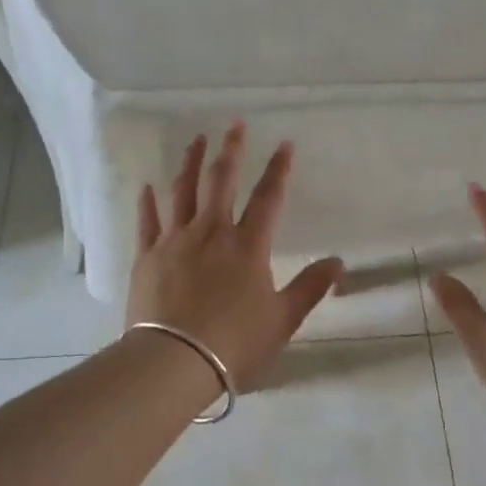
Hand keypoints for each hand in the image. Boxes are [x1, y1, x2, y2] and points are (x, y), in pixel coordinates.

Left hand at [127, 124, 344, 390]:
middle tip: (235, 124)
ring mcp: (175, 241)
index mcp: (248, 246)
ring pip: (183, 191)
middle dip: (231, 150)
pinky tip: (148, 186)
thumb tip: (338, 262)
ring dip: (190, 162)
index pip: (268, 198)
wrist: (173, 361)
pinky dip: (149, 202)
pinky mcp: (147, 257)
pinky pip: (148, 221)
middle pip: (221, 181)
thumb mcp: (283, 320)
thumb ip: (310, 287)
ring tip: (196, 139)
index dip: (279, 169)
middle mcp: (212, 233)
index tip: (285, 144)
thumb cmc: (235, 343)